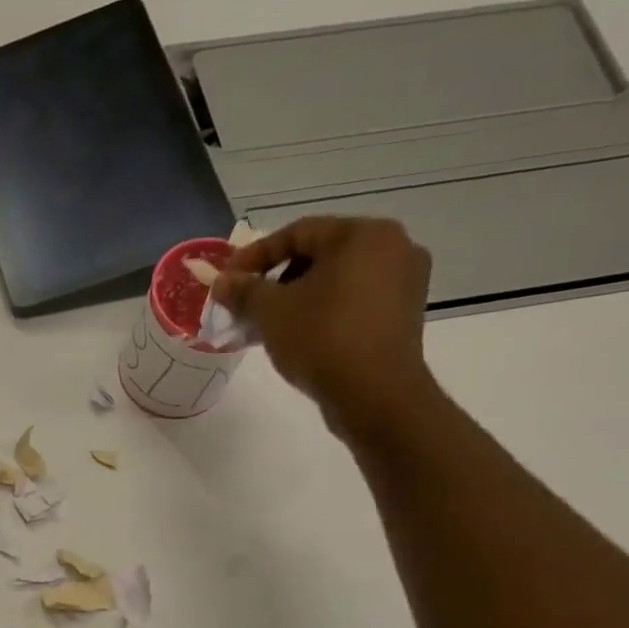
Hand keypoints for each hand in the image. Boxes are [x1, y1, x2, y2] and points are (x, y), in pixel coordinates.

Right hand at [213, 216, 435, 439]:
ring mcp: (405, 280)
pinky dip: (325, 309)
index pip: (297, 233)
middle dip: (277, 278)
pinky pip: (355, 299)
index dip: (255, 255)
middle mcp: (393, 246)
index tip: (227, 279)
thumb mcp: (270, 312)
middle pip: (320, 253)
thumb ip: (243, 291)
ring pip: (338, 278)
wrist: (375, 394)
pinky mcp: (405, 312)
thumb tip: (222, 283)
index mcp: (362, 234)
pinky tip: (301, 334)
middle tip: (248, 303)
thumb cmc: (321, 339)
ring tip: (270, 323)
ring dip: (299, 296)